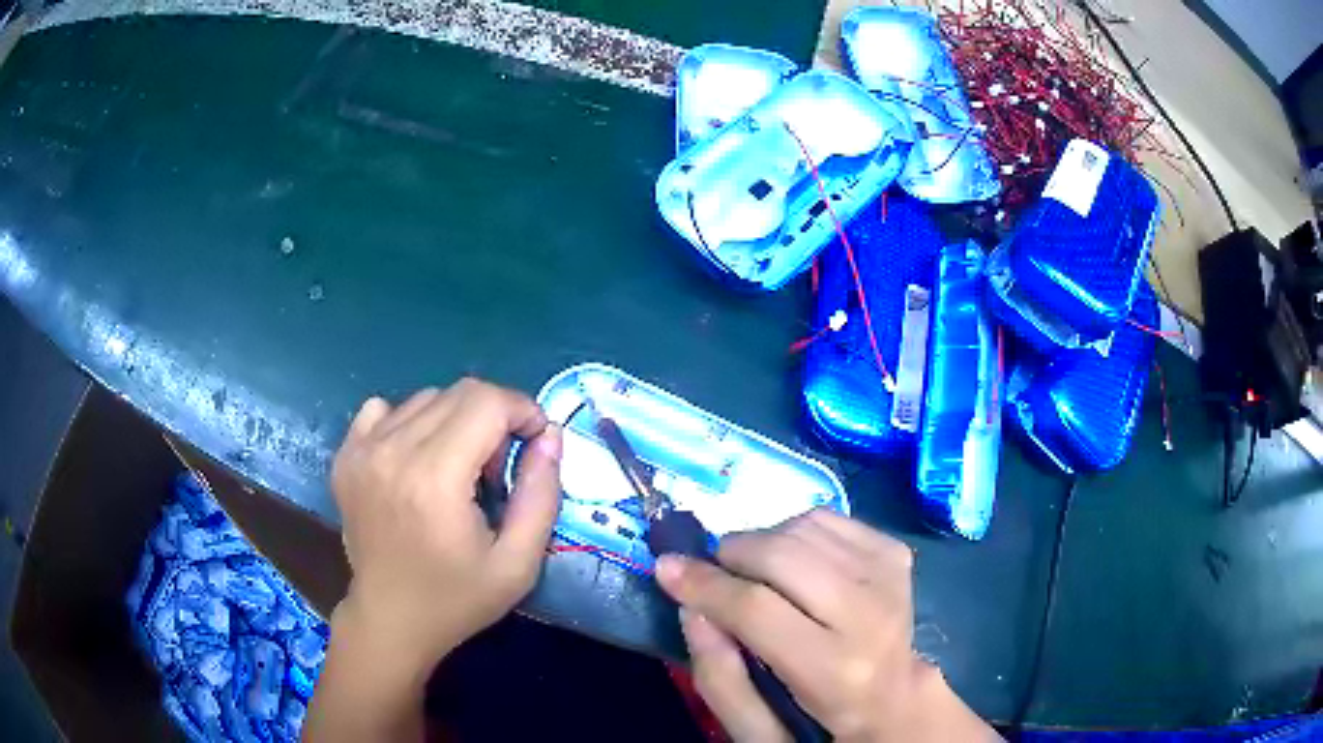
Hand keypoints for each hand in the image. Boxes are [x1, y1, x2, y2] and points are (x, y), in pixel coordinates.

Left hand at [330, 379, 562, 672]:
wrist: (390, 620)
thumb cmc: (457, 599)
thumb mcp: (519, 563)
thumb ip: (541, 496)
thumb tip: (550, 436)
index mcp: (434, 479)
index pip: (487, 402)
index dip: (523, 411)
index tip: (535, 445)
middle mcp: (392, 451)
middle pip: (459, 393)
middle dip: (495, 417)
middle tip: (497, 469)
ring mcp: (362, 450)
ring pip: (426, 398)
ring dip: (455, 422)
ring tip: (457, 470)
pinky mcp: (346, 456)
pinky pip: (384, 409)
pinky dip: (411, 422)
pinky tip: (417, 460)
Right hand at [656, 509, 998, 742]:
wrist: (893, 700)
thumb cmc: (818, 722)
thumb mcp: (757, 728)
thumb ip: (717, 676)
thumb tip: (691, 608)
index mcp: (835, 672)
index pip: (757, 609)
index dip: (704, 585)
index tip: (666, 567)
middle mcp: (870, 616)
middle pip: (783, 554)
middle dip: (732, 554)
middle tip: (714, 571)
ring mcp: (889, 578)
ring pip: (805, 527)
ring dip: (764, 541)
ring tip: (756, 572)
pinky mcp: (896, 556)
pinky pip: (829, 519)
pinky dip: (797, 531)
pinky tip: (794, 563)